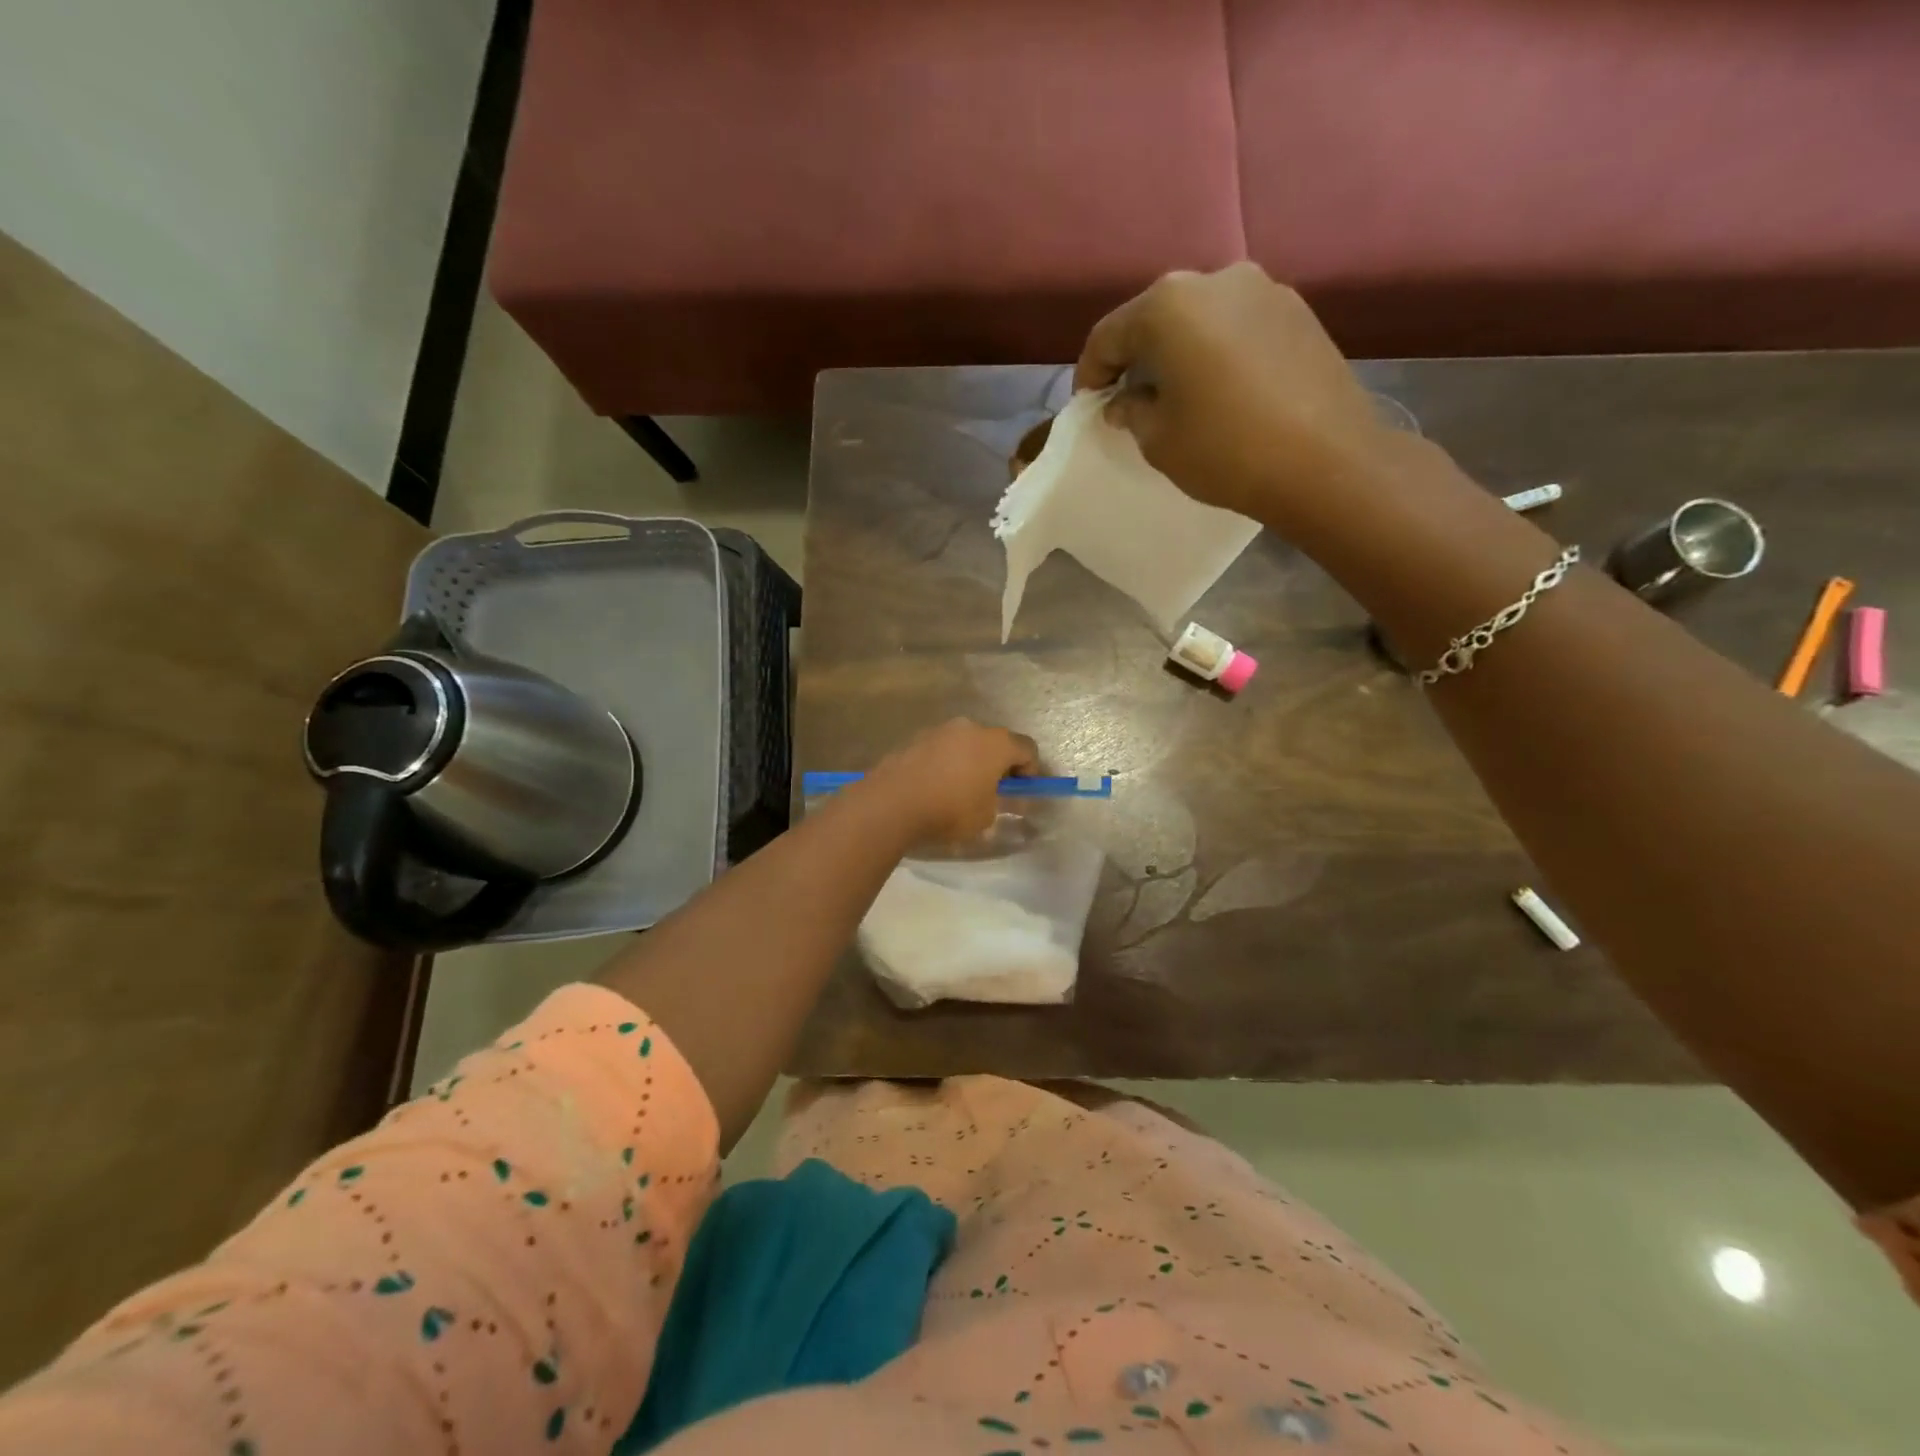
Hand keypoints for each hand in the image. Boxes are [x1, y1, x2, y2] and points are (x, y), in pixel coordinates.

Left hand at [861, 719, 1038, 843]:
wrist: (891, 803)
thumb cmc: (949, 810)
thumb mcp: (986, 816)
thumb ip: (1002, 803)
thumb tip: (1006, 798)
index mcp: (995, 742)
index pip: (1027, 748)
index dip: (1031, 770)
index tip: (1022, 792)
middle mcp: (970, 727)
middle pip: (995, 741)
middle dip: (999, 763)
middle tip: (993, 791)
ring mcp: (940, 729)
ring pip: (966, 743)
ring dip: (971, 761)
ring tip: (961, 790)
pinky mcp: (915, 738)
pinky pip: (942, 748)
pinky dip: (946, 762)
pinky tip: (936, 786)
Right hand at [1074, 263, 1394, 529]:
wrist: (1325, 461)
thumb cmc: (1225, 450)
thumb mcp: (1158, 440)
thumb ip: (1130, 410)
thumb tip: (1124, 400)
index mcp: (1168, 306)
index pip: (1108, 334)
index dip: (1090, 372)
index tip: (1088, 404)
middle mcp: (1215, 280)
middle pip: (1156, 316)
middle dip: (1136, 356)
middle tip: (1128, 397)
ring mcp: (1263, 289)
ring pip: (1200, 318)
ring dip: (1179, 351)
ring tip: (1176, 394)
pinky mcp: (1297, 310)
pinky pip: (1237, 326)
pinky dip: (1217, 350)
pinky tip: (1220, 389)